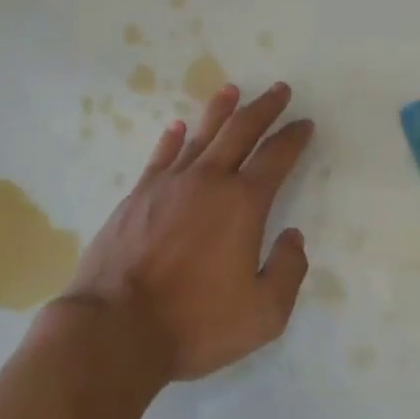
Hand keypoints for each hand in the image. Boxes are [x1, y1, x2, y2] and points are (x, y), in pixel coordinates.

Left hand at [59, 82, 313, 382]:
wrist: (115, 328)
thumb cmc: (194, 323)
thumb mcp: (262, 314)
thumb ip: (288, 271)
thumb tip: (293, 237)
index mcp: (243, 204)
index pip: (276, 158)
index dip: (294, 138)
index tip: (304, 123)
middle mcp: (208, 181)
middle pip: (241, 131)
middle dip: (264, 108)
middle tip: (280, 90)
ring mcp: (168, 184)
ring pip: (201, 135)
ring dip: (220, 110)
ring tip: (232, 90)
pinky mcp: (137, 195)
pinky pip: (161, 156)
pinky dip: (173, 139)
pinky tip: (178, 128)